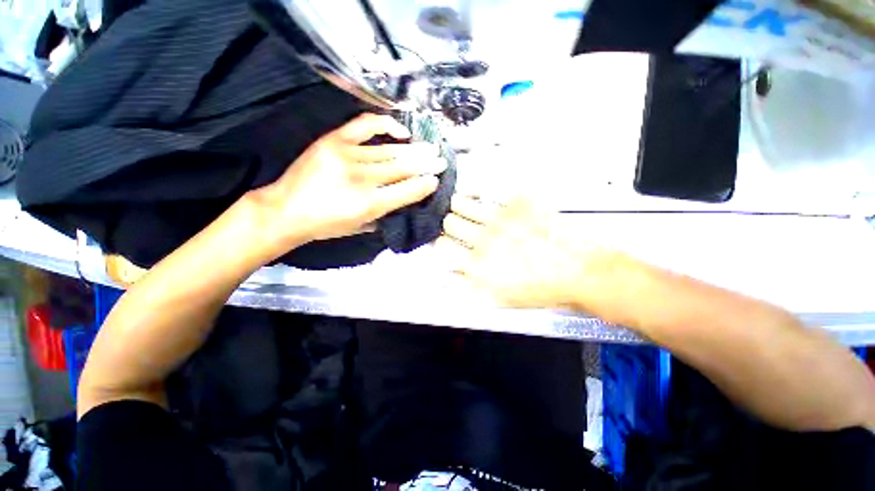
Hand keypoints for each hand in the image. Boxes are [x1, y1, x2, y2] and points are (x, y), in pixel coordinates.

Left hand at [250, 114, 445, 257]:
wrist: (285, 210)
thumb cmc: (325, 226)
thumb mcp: (360, 228)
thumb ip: (385, 213)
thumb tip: (405, 197)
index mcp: (370, 205)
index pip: (407, 191)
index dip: (424, 184)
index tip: (436, 179)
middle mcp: (362, 179)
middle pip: (402, 168)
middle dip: (426, 164)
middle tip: (441, 160)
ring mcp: (347, 156)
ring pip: (389, 152)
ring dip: (414, 150)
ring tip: (430, 147)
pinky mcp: (333, 141)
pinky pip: (365, 126)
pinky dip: (386, 125)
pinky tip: (400, 131)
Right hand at [438, 196, 617, 308]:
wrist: (580, 273)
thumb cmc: (542, 290)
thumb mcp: (500, 299)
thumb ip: (469, 287)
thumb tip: (447, 276)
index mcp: (478, 265)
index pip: (442, 247)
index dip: (441, 243)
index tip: (445, 242)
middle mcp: (484, 239)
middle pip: (449, 223)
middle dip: (449, 223)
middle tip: (455, 224)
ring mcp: (500, 219)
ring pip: (462, 204)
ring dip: (458, 205)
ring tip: (462, 205)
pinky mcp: (518, 204)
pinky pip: (488, 190)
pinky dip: (478, 190)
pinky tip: (479, 193)